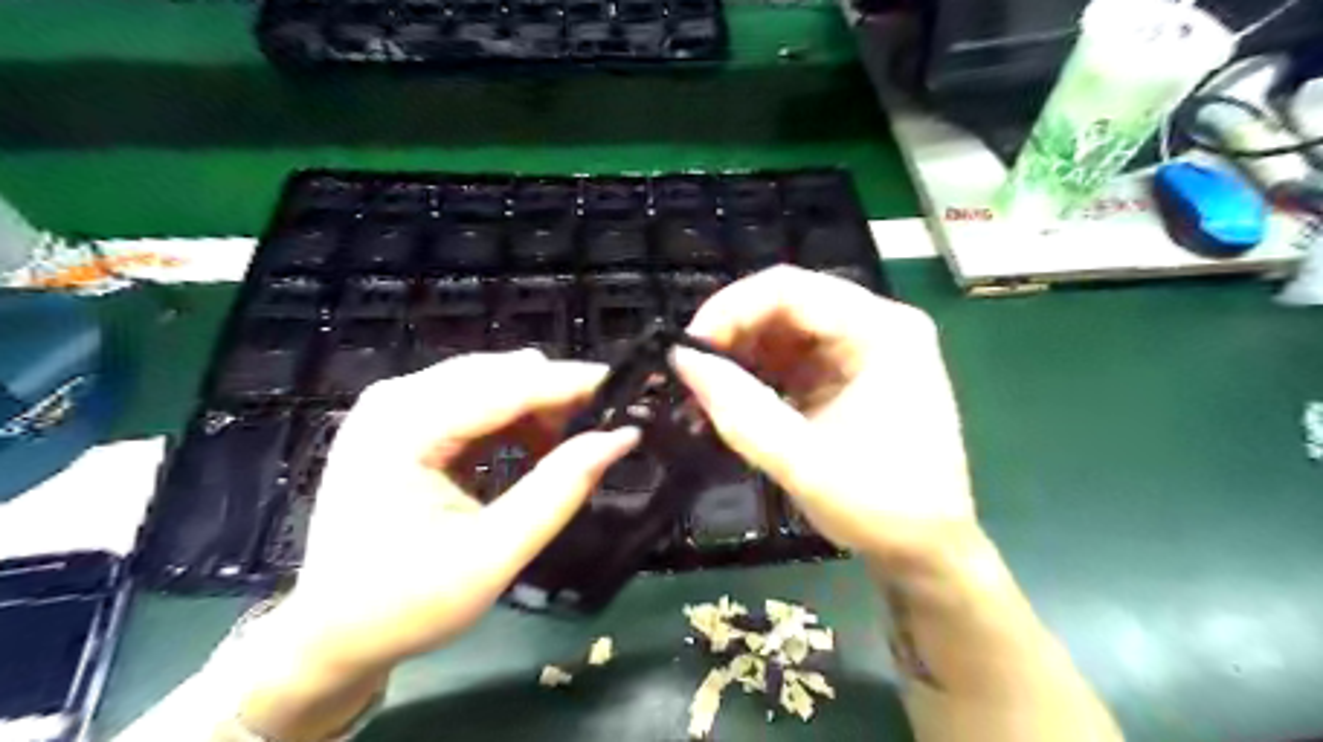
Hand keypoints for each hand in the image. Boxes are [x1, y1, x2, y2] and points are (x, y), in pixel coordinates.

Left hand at [275, 351, 638, 673]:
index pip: (506, 385)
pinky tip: (530, 450)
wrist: (330, 634)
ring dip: (537, 408)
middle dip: (556, 396)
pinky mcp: (402, 419)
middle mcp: (394, 399)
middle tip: (601, 431)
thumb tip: (621, 439)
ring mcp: (394, 405)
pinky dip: (513, 419)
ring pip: (491, 380)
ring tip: (565, 450)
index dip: (574, 383)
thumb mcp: (492, 554)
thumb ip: (559, 491)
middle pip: (499, 373)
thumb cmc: (405, 604)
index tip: (631, 386)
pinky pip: (475, 399)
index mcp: (402, 428)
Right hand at [673, 267, 969, 573]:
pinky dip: (758, 373)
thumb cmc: (881, 508)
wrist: (926, 552)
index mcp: (883, 331)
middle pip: (788, 303)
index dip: (730, 309)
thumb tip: (681, 358)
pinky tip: (733, 398)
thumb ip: (739, 408)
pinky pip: (793, 357)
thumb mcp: (803, 460)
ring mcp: (865, 349)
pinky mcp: (850, 374)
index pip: (791, 290)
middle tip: (691, 371)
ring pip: (785, 328)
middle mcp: (877, 325)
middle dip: (733, 332)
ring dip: (741, 354)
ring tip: (704, 389)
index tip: (688, 348)